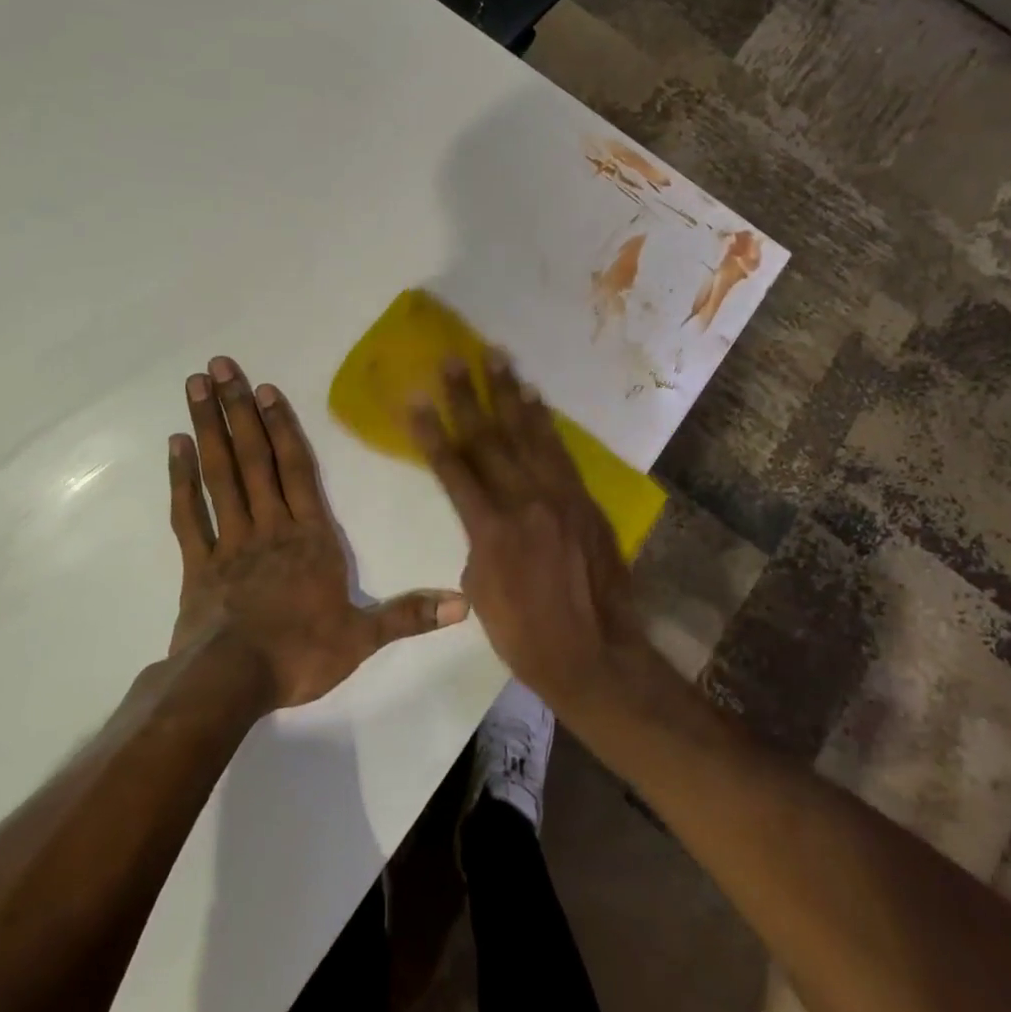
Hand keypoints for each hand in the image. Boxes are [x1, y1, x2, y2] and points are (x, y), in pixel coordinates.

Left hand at [168, 356, 467, 708]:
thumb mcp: (363, 637)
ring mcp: (230, 541)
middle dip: (238, 410)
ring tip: (195, 387)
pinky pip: (189, 513)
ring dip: (209, 428)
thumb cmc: (300, 654)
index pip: (297, 470)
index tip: (267, 389)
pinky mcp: (198, 562)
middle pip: (254, 458)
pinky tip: (175, 445)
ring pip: (220, 474)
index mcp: (310, 536)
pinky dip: (181, 479)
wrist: (232, 683)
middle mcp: (270, 526)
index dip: (283, 427)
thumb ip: (409, 614)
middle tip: (218, 367)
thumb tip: (464, 605)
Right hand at [408, 350, 649, 713]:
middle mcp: (525, 503)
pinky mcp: (585, 501)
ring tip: (497, 357)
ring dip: (510, 393)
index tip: (415, 399)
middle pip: (489, 440)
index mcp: (490, 530)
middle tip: (452, 358)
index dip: (431, 432)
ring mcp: (560, 497)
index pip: (453, 469)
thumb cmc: (526, 636)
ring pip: (529, 435)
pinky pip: (561, 452)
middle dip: (467, 396)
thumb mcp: (482, 593)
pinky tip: (535, 399)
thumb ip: (478, 544)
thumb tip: (485, 516)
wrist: (595, 655)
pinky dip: (546, 422)